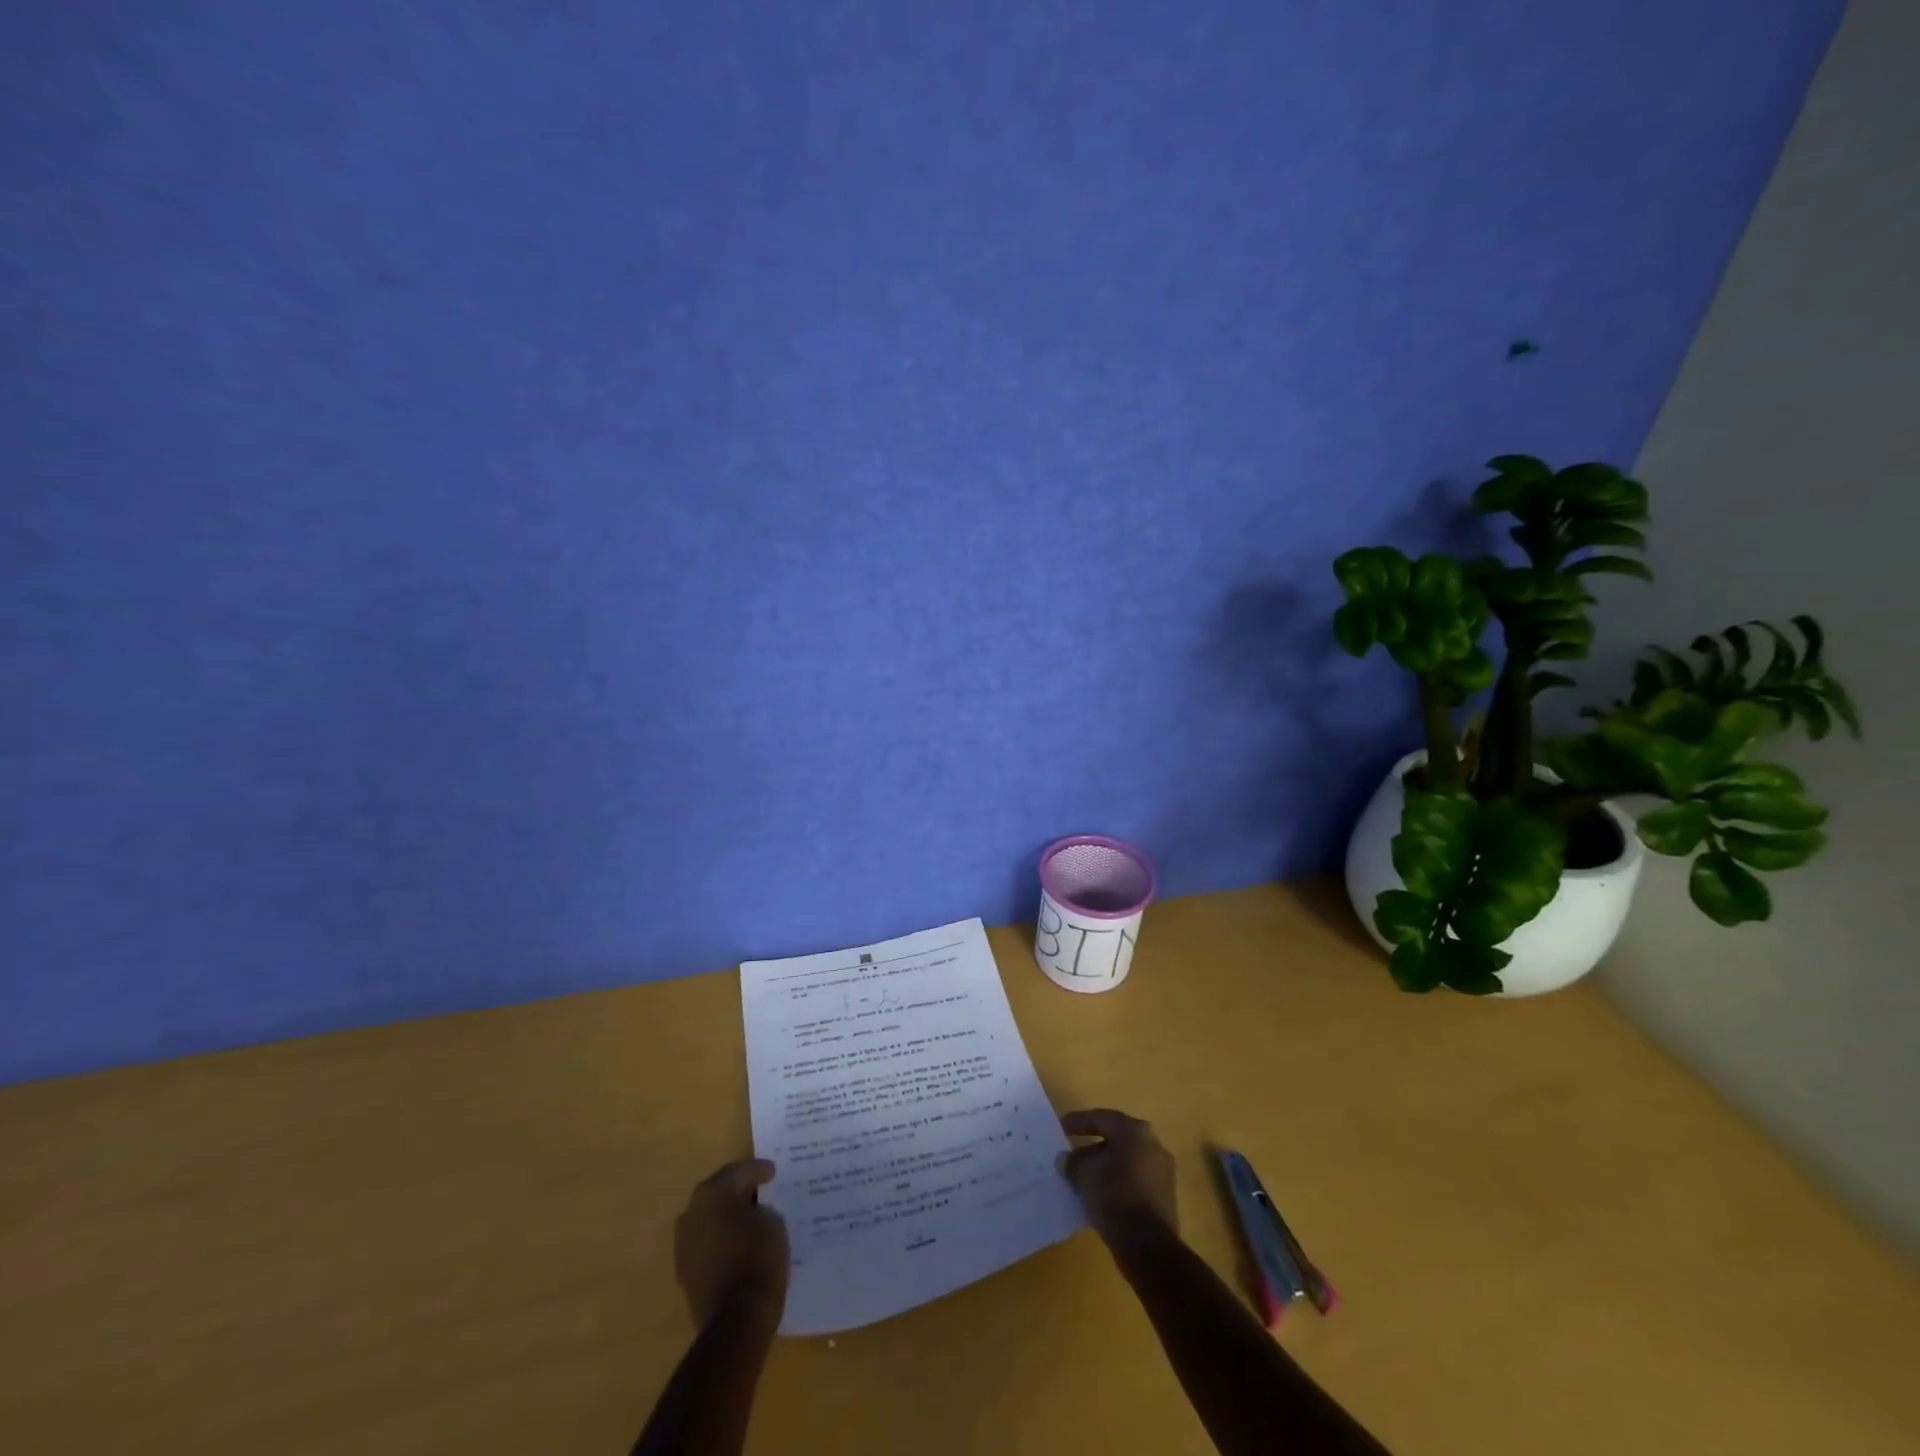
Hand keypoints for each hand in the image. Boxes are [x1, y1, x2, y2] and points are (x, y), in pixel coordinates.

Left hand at [673, 1159, 789, 1328]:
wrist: (736, 1319)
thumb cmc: (758, 1258)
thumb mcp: (773, 1221)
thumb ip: (760, 1208)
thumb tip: (752, 1213)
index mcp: (713, 1192)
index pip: (740, 1171)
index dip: (759, 1170)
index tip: (773, 1172)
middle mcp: (692, 1212)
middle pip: (719, 1192)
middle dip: (739, 1190)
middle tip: (760, 1190)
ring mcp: (684, 1244)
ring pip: (709, 1218)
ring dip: (726, 1216)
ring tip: (749, 1218)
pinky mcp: (685, 1271)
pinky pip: (707, 1243)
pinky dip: (721, 1239)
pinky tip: (738, 1243)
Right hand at [1058, 1108, 1178, 1250]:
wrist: (1147, 1244)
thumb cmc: (1113, 1195)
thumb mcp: (1083, 1174)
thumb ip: (1072, 1162)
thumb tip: (1065, 1160)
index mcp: (1134, 1130)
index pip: (1101, 1118)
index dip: (1079, 1122)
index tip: (1061, 1127)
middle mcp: (1152, 1144)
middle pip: (1116, 1139)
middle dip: (1093, 1147)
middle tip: (1073, 1156)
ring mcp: (1162, 1172)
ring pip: (1126, 1161)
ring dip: (1105, 1167)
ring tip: (1084, 1179)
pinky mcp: (1165, 1197)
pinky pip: (1135, 1181)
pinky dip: (1118, 1183)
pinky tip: (1101, 1196)